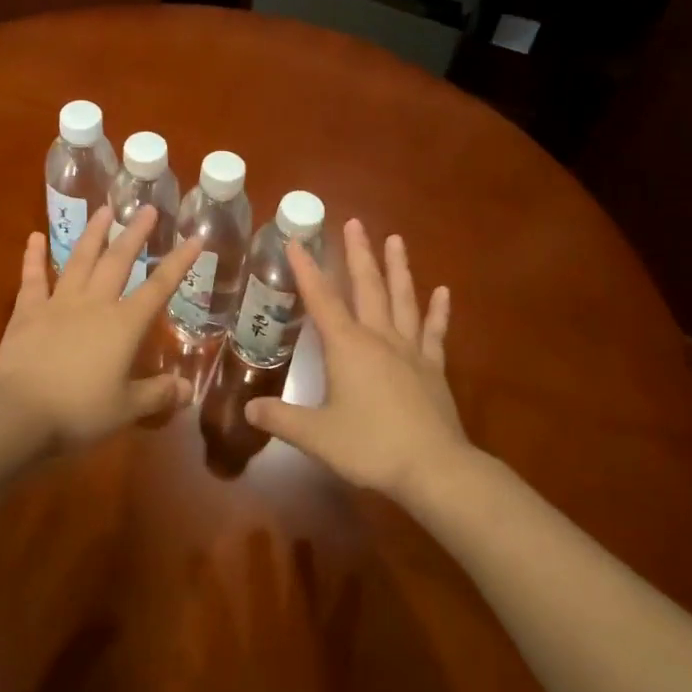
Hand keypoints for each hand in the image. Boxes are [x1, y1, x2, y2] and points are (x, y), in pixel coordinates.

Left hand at [0, 206, 201, 450]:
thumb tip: (188, 389)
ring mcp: (59, 303)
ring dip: (93, 234)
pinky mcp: (27, 312)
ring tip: (103, 210)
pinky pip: (32, 279)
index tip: (195, 237)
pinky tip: (34, 237)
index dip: (179, 262)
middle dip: (135, 234)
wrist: (18, 414)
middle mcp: (94, 304)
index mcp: (124, 325)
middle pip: (118, 261)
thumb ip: (158, 394)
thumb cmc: (79, 412)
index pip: (159, 287)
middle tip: (147, 208)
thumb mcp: (126, 409)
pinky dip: (33, 257)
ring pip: (79, 260)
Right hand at [246, 219, 468, 499]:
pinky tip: (442, 291)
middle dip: (358, 253)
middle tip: (353, 223)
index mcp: (348, 347)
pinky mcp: (434, 367)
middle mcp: (379, 337)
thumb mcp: (316, 436)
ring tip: (395, 238)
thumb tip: (248, 410)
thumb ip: (281, 419)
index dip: (306, 270)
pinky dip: (438, 310)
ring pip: (402, 298)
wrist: (434, 468)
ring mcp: (410, 350)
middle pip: (367, 286)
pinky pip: (434, 331)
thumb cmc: (370, 446)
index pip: (321, 299)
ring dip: (397, 267)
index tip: (296, 241)